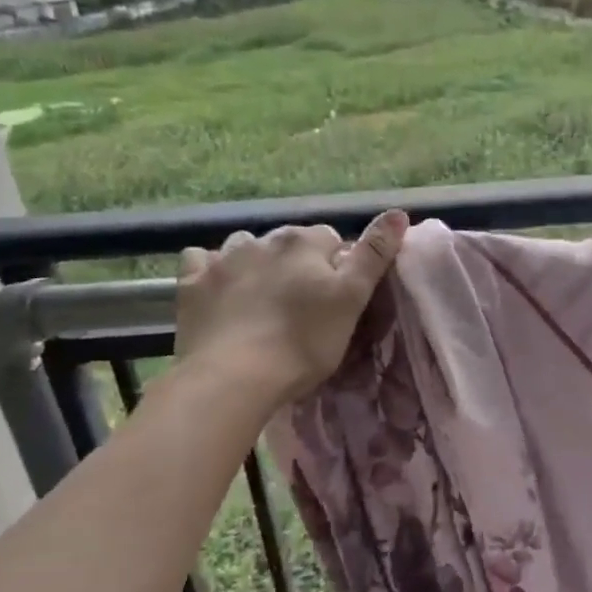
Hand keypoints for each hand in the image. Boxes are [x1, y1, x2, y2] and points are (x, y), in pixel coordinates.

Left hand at [172, 210, 408, 403]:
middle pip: (289, 243)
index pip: (330, 239)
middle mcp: (263, 239)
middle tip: (302, 306)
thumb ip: (374, 254)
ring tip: (261, 298)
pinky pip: (201, 262)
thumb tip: (399, 212)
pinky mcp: (192, 284)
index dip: (336, 266)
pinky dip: (211, 269)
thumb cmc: (303, 343)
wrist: (233, 378)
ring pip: (245, 247)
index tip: (334, 298)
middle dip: (297, 264)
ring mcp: (223, 259)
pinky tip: (218, 290)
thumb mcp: (352, 299)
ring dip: (255, 263)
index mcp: (304, 242)